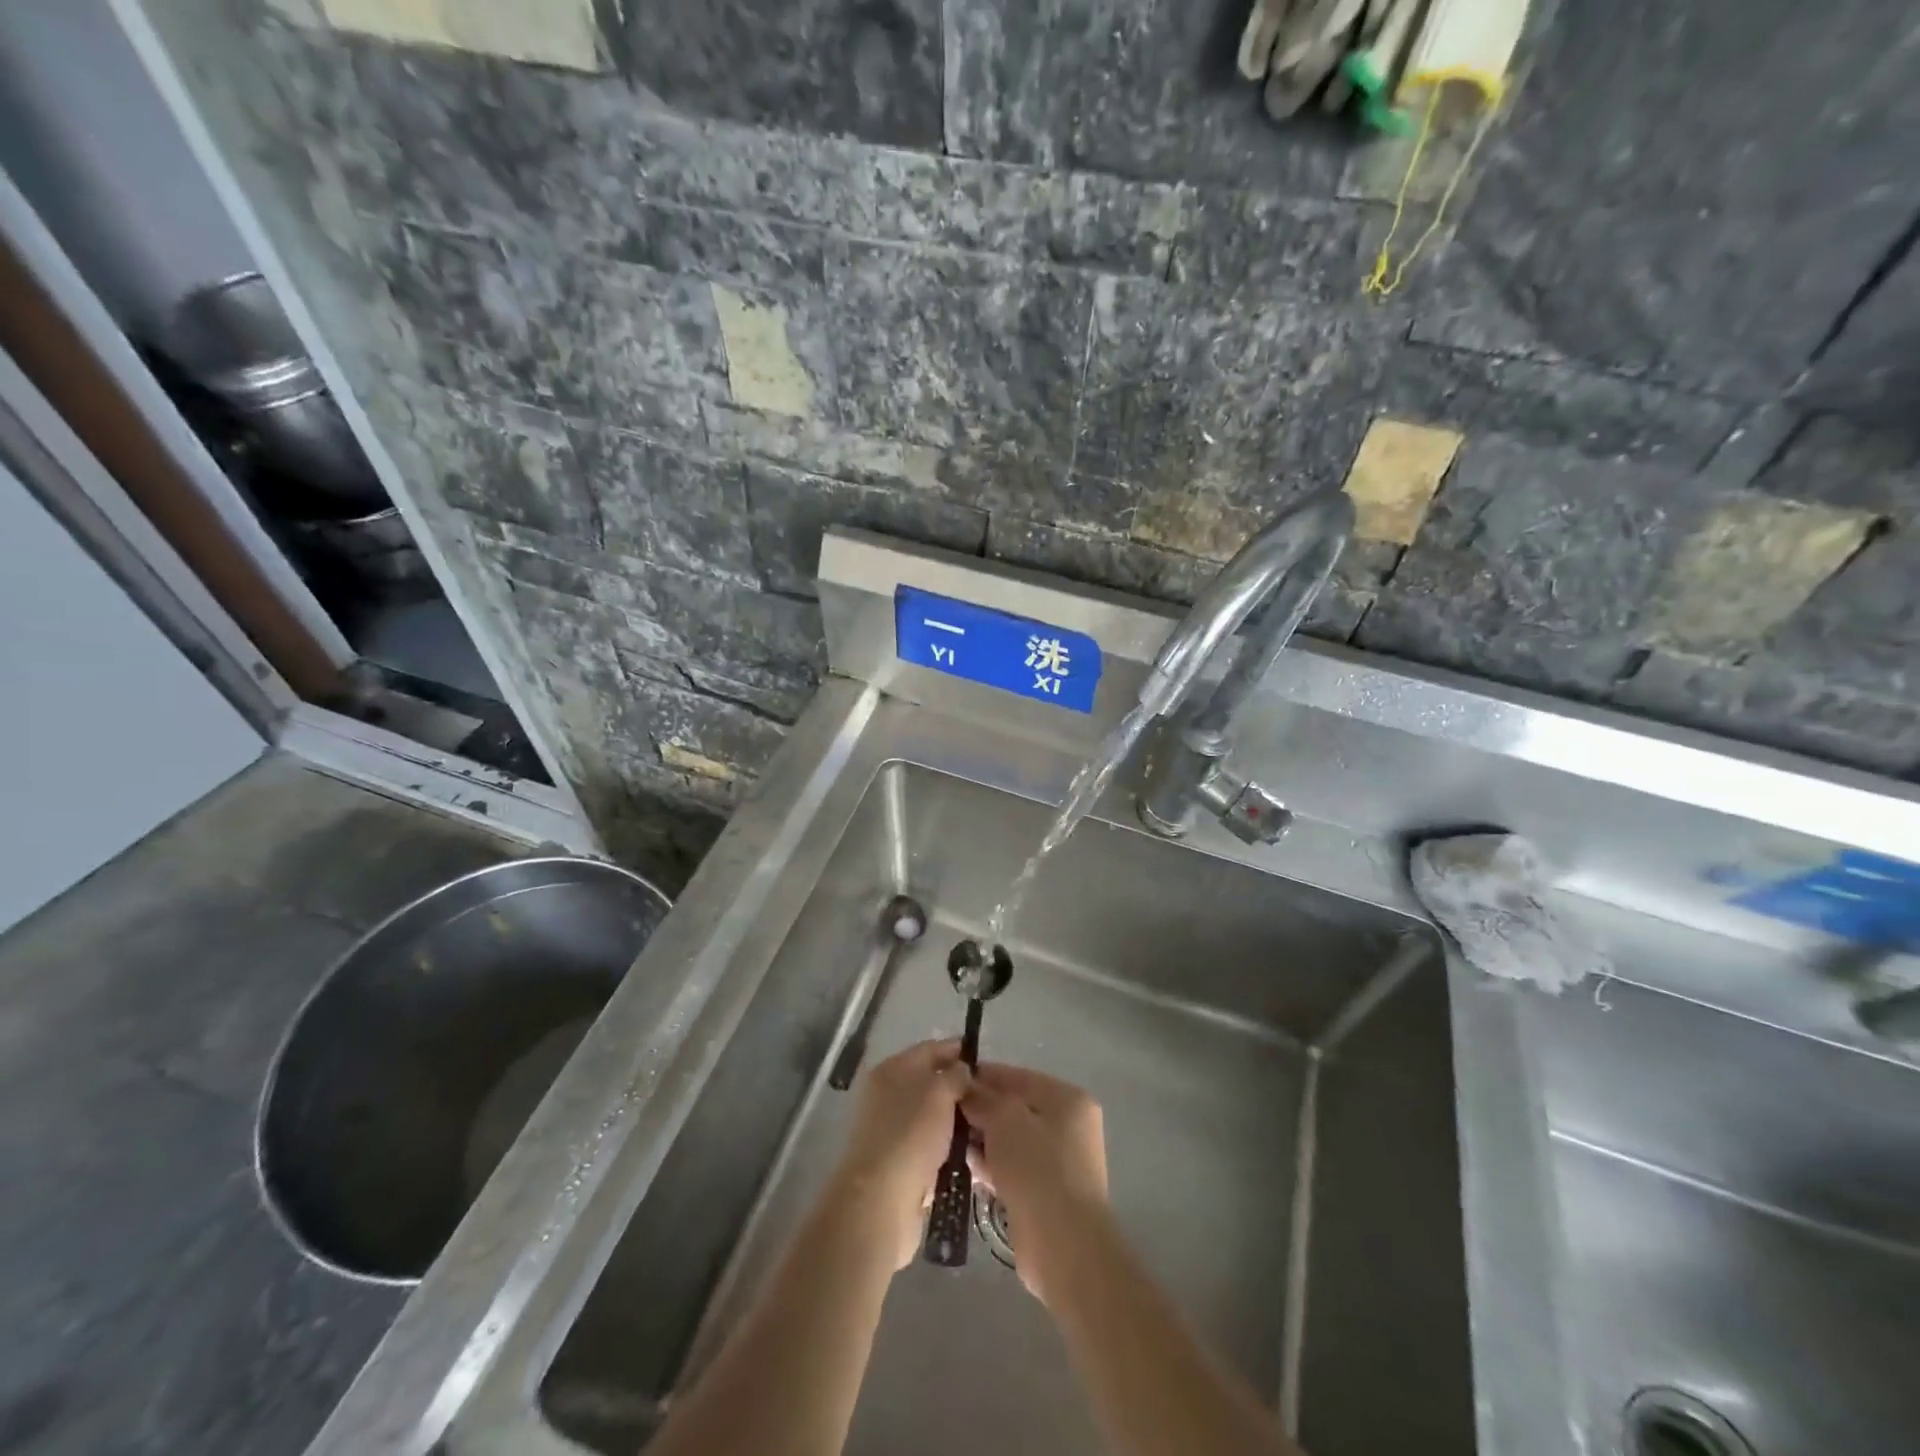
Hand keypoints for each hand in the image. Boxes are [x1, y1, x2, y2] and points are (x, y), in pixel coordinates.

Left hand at [831, 1039, 970, 1269]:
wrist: (879, 1200)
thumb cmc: (910, 1135)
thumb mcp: (940, 1093)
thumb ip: (956, 1075)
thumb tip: (962, 1071)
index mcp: (893, 1068)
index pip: (931, 1049)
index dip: (958, 1050)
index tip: (985, 1059)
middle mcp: (887, 1093)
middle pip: (931, 1082)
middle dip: (959, 1088)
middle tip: (990, 1097)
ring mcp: (890, 1128)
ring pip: (931, 1115)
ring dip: (955, 1120)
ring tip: (986, 1126)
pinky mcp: (896, 1160)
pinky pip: (929, 1143)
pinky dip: (946, 1145)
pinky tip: (969, 1152)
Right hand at [961, 1063, 1108, 1303]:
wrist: (1063, 1245)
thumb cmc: (1037, 1167)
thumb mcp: (1005, 1119)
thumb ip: (983, 1098)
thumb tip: (966, 1089)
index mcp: (1067, 1099)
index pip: (1017, 1077)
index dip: (983, 1077)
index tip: (950, 1081)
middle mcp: (1068, 1126)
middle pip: (1014, 1108)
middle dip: (981, 1111)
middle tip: (946, 1114)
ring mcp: (1059, 1161)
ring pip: (1011, 1140)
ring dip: (983, 1140)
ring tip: (949, 1140)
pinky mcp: (1046, 1192)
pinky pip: (1013, 1167)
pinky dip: (992, 1165)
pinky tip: (966, 1167)